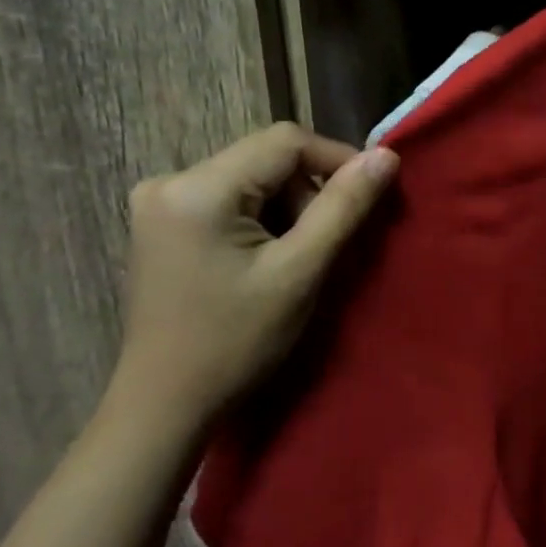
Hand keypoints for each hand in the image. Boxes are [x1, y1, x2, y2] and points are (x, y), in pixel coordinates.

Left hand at [111, 123, 398, 432]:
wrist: (165, 404)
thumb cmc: (236, 343)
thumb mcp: (299, 273)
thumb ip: (343, 209)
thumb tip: (386, 156)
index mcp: (197, 187)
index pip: (285, 141)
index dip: (337, 160)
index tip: (370, 198)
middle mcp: (169, 180)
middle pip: (265, 160)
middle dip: (307, 195)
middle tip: (323, 249)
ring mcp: (159, 202)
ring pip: (251, 180)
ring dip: (286, 211)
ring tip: (294, 263)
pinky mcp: (162, 223)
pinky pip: (229, 200)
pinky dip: (260, 221)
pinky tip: (264, 262)